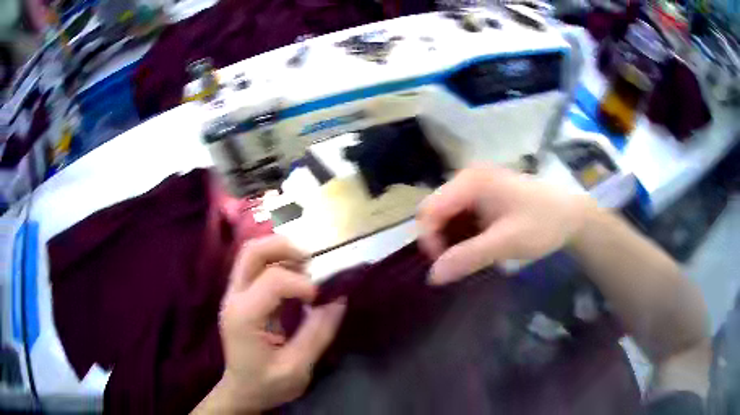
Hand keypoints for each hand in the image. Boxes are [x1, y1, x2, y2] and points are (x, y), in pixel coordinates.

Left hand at [216, 236, 344, 411]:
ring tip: (306, 270)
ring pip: (252, 254)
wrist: (242, 391)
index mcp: (244, 316)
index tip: (320, 301)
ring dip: (281, 253)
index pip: (273, 280)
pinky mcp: (240, 297)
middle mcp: (234, 298)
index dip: (303, 284)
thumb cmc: (267, 384)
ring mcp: (234, 295)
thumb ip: (318, 334)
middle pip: (252, 251)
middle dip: (285, 248)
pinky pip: (256, 267)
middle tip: (312, 262)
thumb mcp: (297, 368)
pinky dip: (278, 264)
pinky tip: (295, 280)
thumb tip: (339, 300)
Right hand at [417, 165, 592, 284]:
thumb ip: (468, 257)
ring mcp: (475, 185)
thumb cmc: (543, 223)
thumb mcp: (507, 242)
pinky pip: (461, 216)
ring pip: (447, 216)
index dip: (430, 241)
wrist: (572, 214)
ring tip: (470, 258)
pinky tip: (478, 247)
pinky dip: (463, 235)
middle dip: (441, 241)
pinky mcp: (483, 195)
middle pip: (435, 212)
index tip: (446, 266)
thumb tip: (432, 277)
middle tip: (460, 265)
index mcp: (470, 181)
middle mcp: (467, 178)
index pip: (429, 210)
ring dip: (452, 240)